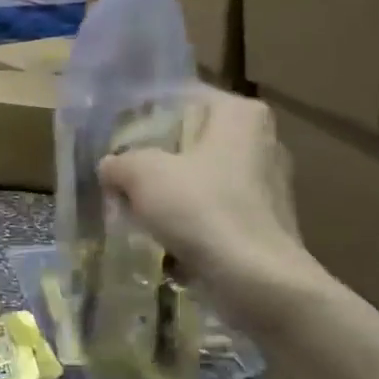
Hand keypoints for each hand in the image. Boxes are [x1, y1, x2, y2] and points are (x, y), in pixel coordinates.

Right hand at [98, 87, 332, 318]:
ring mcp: (267, 185)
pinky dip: (189, 222)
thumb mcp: (143, 174)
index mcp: (240, 115)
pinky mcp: (264, 223)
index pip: (183, 98)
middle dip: (154, 159)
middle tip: (118, 175)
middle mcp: (261, 142)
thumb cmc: (201, 209)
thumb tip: (111, 166)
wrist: (257, 281)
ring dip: (169, 194)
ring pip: (201, 179)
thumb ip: (120, 162)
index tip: (114, 137)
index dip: (143, 115)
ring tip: (133, 211)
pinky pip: (214, 212)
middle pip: (191, 141)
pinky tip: (162, 240)